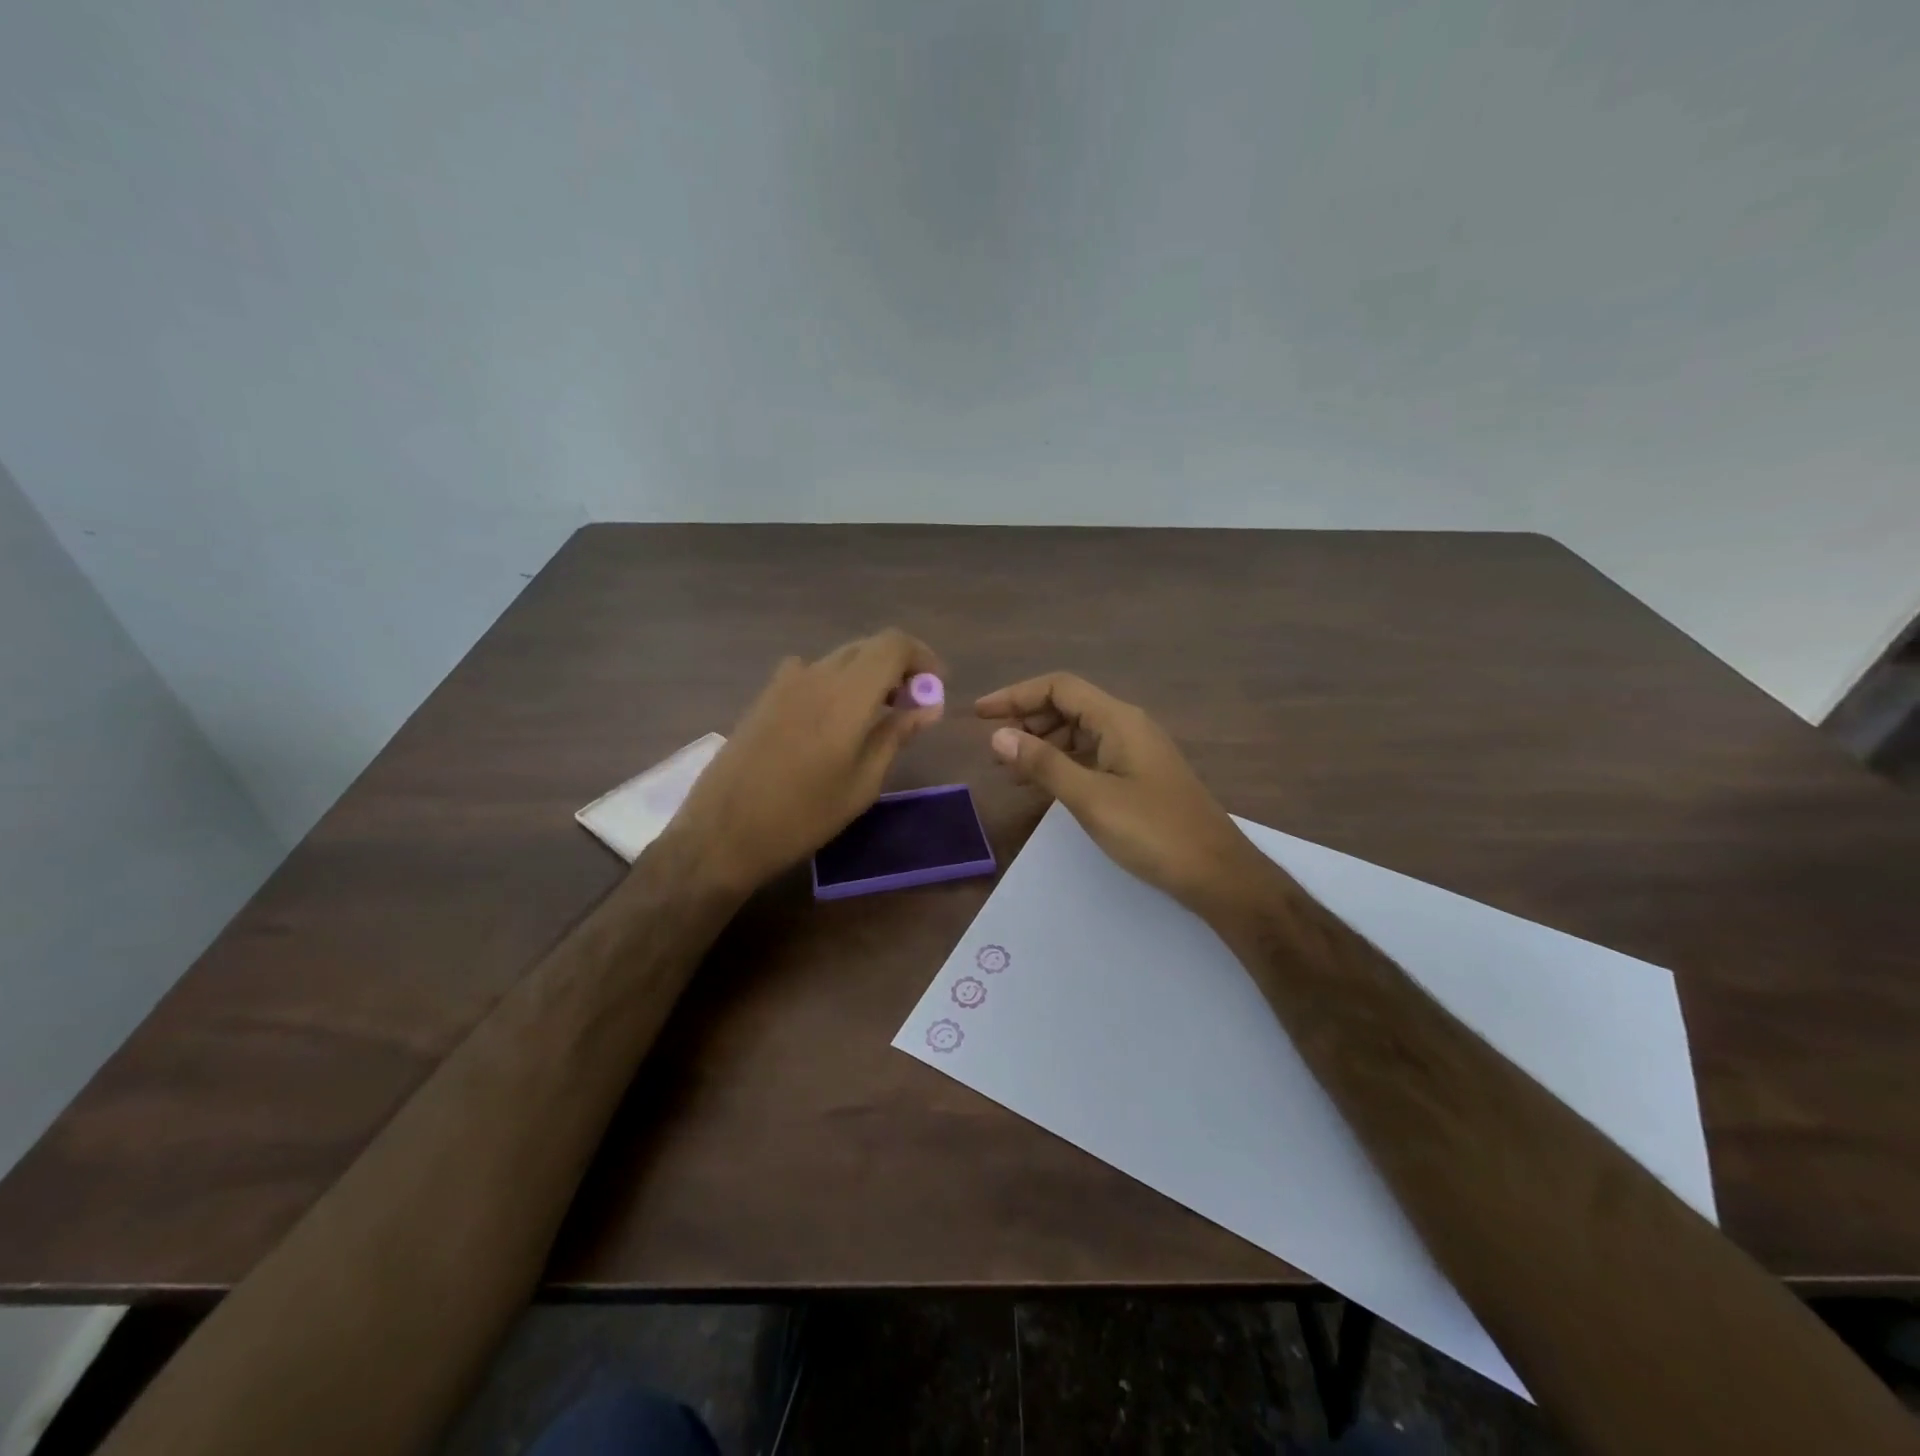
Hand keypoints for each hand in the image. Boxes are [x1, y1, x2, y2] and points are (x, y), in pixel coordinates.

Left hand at [672, 629, 945, 891]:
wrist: (724, 832)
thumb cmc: (804, 815)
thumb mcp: (862, 783)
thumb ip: (896, 734)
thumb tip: (929, 706)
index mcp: (847, 694)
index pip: (894, 644)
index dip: (922, 657)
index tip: (935, 687)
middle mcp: (817, 675)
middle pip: (868, 647)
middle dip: (898, 666)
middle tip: (912, 704)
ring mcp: (785, 682)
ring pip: (840, 659)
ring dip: (867, 675)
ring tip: (877, 715)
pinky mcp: (765, 696)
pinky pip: (812, 673)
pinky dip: (836, 683)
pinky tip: (833, 720)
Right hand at [977, 673, 1273, 917]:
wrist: (1217, 873)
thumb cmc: (1153, 832)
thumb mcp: (1091, 798)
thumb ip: (1044, 764)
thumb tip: (999, 736)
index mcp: (1118, 720)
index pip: (1059, 687)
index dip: (1015, 695)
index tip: (980, 715)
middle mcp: (1127, 726)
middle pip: (1068, 706)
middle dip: (1027, 720)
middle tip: (994, 748)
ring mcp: (1135, 752)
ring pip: (1079, 733)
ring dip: (1042, 744)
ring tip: (1010, 770)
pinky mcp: (1138, 777)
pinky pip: (1091, 756)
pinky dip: (1062, 764)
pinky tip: (1043, 786)